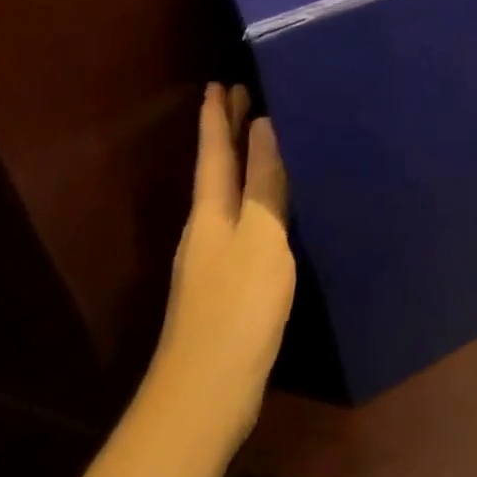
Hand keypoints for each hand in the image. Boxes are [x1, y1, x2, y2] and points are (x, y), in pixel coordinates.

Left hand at [152, 83, 294, 447]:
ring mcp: (214, 257)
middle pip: (217, 168)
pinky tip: (270, 204)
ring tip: (259, 138)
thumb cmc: (237, 306)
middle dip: (226, 132)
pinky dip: (252, 194)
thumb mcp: (260, 236)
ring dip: (240, 161)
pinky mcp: (228, 282)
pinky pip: (241, 218)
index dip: (217, 116)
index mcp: (211, 211)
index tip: (219, 81)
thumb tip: (263, 126)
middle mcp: (207, 227)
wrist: (206, 394)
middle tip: (239, 95)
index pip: (215, 150)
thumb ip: (264, 182)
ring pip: (227, 192)